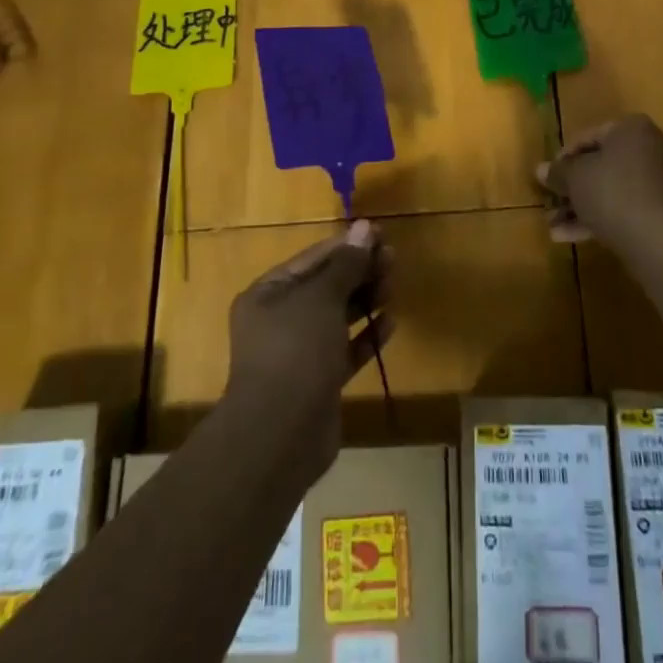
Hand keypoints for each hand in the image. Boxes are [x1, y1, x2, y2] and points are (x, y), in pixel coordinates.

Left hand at [225, 219, 392, 467]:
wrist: (280, 435)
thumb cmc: (296, 351)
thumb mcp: (322, 298)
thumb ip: (346, 264)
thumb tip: (364, 227)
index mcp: (269, 293)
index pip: (313, 258)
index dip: (347, 245)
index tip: (380, 234)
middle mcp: (280, 319)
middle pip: (326, 286)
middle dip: (359, 271)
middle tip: (393, 258)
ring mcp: (298, 353)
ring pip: (337, 316)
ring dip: (365, 300)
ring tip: (394, 284)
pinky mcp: (318, 381)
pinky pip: (345, 350)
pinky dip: (366, 336)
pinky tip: (391, 322)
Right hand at [538, 114, 662, 251]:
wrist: (654, 238)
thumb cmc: (611, 191)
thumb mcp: (574, 177)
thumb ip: (557, 172)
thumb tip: (541, 170)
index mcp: (632, 128)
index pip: (589, 136)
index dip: (563, 157)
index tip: (548, 176)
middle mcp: (651, 148)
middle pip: (601, 165)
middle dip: (572, 187)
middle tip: (551, 201)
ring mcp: (659, 181)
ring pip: (610, 189)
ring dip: (580, 206)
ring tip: (553, 226)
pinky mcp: (661, 210)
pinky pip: (624, 207)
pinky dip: (598, 217)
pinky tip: (568, 237)